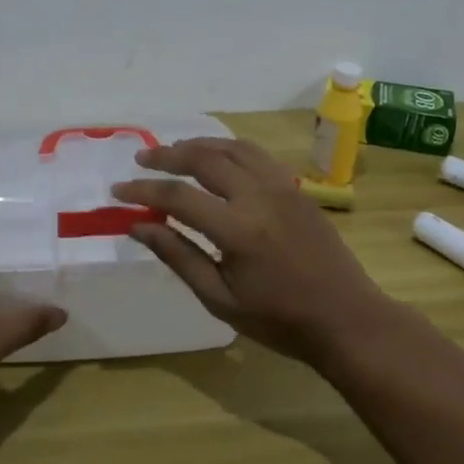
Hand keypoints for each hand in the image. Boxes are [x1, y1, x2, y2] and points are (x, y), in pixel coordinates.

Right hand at [111, 138, 394, 365]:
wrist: (345, 318)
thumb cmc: (278, 319)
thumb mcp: (219, 298)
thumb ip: (178, 256)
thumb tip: (137, 226)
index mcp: (237, 229)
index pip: (177, 196)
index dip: (142, 191)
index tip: (118, 190)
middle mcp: (259, 196)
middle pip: (204, 158)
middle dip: (167, 156)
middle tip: (141, 160)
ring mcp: (282, 187)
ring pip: (233, 147)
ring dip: (199, 144)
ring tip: (174, 152)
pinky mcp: (297, 188)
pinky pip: (257, 155)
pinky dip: (229, 149)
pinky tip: (217, 159)